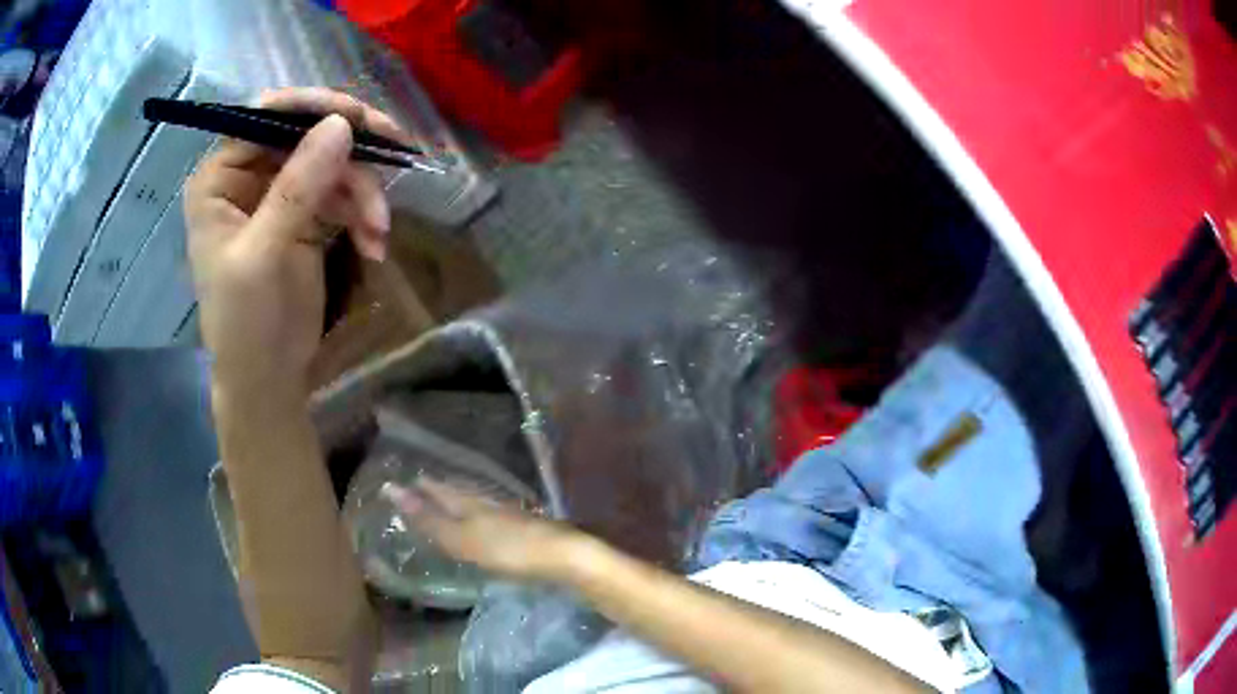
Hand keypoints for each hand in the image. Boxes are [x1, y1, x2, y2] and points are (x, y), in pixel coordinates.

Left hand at [185, 88, 409, 391]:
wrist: (268, 378)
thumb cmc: (246, 323)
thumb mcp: (264, 254)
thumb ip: (297, 188)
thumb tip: (341, 125)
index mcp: (219, 178)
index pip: (264, 117)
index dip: (310, 108)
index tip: (358, 116)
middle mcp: (248, 175)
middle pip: (305, 132)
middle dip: (349, 151)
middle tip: (396, 151)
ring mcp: (280, 192)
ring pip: (333, 161)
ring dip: (363, 192)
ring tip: (379, 230)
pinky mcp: (307, 213)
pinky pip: (343, 192)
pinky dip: (363, 214)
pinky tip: (374, 243)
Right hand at [383, 478, 586, 582]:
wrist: (564, 557)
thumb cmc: (508, 550)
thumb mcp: (461, 538)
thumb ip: (429, 518)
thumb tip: (393, 489)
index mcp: (470, 502)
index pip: (440, 490)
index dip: (422, 487)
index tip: (404, 479)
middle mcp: (489, 503)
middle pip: (459, 492)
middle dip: (440, 489)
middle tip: (423, 485)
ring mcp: (510, 515)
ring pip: (478, 502)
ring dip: (460, 500)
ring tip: (449, 500)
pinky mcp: (525, 529)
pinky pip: (492, 516)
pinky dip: (480, 515)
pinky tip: (485, 523)